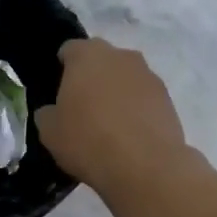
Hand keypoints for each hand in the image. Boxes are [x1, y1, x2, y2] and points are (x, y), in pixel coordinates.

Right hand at [34, 39, 190, 195]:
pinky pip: (144, 98)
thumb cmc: (88, 141)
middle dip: (92, 78)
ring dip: (117, 93)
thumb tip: (53, 111)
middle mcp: (121, 56)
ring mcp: (149, 76)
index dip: (63, 68)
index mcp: (87, 55)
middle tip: (82, 108)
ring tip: (109, 126)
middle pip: (101, 60)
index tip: (59, 92)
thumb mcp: (49, 132)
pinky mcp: (168, 99)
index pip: (70, 49)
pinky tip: (129, 136)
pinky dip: (136, 110)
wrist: (145, 166)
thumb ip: (47, 113)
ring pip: (126, 78)